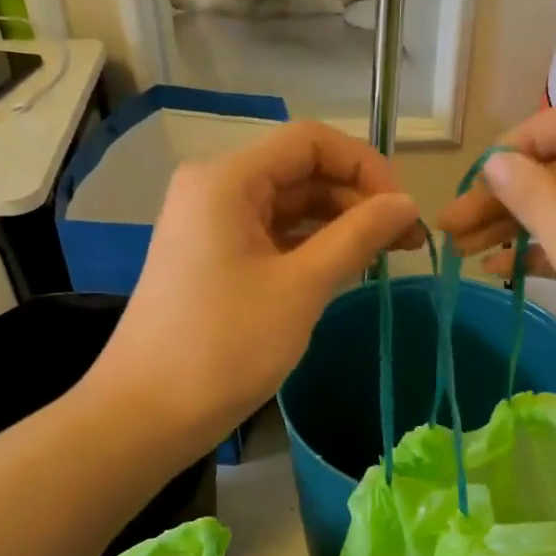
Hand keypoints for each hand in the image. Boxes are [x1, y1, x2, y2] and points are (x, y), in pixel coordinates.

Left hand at [90, 120, 422, 449]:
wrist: (148, 413)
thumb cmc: (224, 346)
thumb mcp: (301, 288)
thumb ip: (357, 237)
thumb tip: (408, 204)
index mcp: (227, 180)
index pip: (309, 142)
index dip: (365, 166)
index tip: (403, 210)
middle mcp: (214, 189)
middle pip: (299, 171)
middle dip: (356, 198)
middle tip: (405, 240)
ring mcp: (210, 225)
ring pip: (287, 206)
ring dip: (337, 224)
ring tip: (385, 256)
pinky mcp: (212, 259)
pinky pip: (270, 236)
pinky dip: (309, 247)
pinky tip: (344, 268)